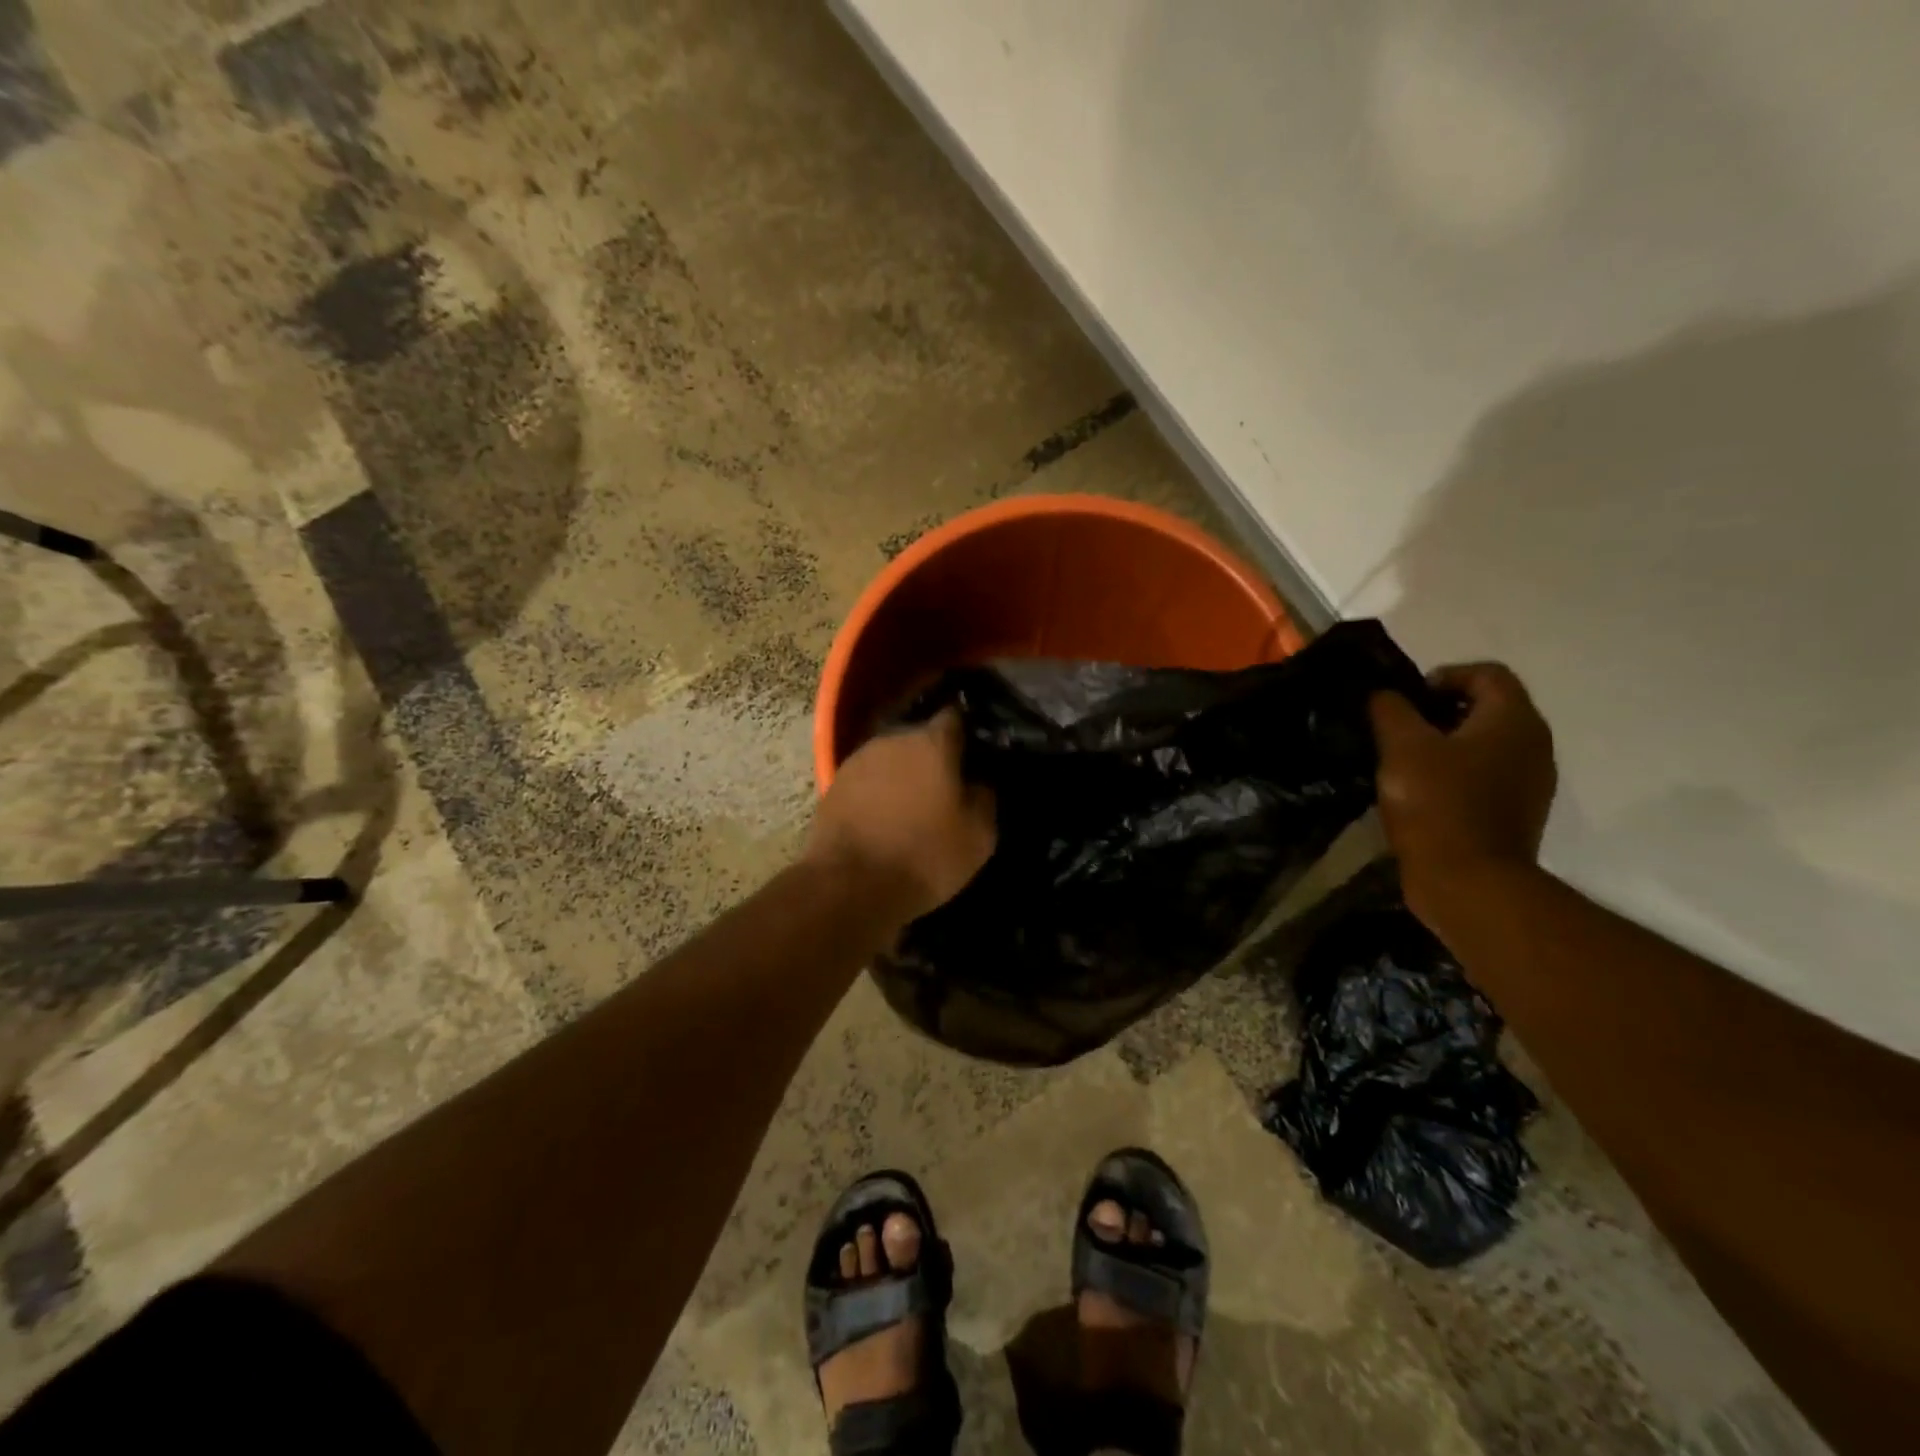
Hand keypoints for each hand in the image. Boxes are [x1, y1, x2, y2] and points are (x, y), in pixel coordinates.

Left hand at [806, 709, 995, 923]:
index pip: (955, 716)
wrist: (849, 885)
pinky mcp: (834, 783)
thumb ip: (985, 797)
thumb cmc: (924, 857)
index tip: (975, 751)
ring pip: (891, 757)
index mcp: (932, 743)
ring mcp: (858, 760)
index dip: (967, 730)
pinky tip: (883, 817)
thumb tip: (978, 781)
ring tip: (912, 805)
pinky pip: (867, 779)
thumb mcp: (978, 836)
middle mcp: (893, 740)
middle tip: (946, 785)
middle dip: (934, 756)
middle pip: (920, 737)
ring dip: (903, 774)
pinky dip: (878, 791)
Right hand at [1369, 663, 1556, 923]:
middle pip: (1490, 707)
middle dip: (1443, 710)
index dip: (1444, 676)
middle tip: (1400, 728)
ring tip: (1406, 761)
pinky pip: (1487, 775)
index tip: (1406, 699)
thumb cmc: (1436, 804)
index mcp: (1513, 720)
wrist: (1469, 881)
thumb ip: (1391, 710)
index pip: (1487, 674)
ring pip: (1487, 743)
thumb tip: (1386, 695)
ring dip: (1448, 744)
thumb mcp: (1402, 747)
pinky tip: (1422, 792)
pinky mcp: (1517, 812)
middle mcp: (1533, 744)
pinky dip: (1456, 773)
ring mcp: (1530, 782)